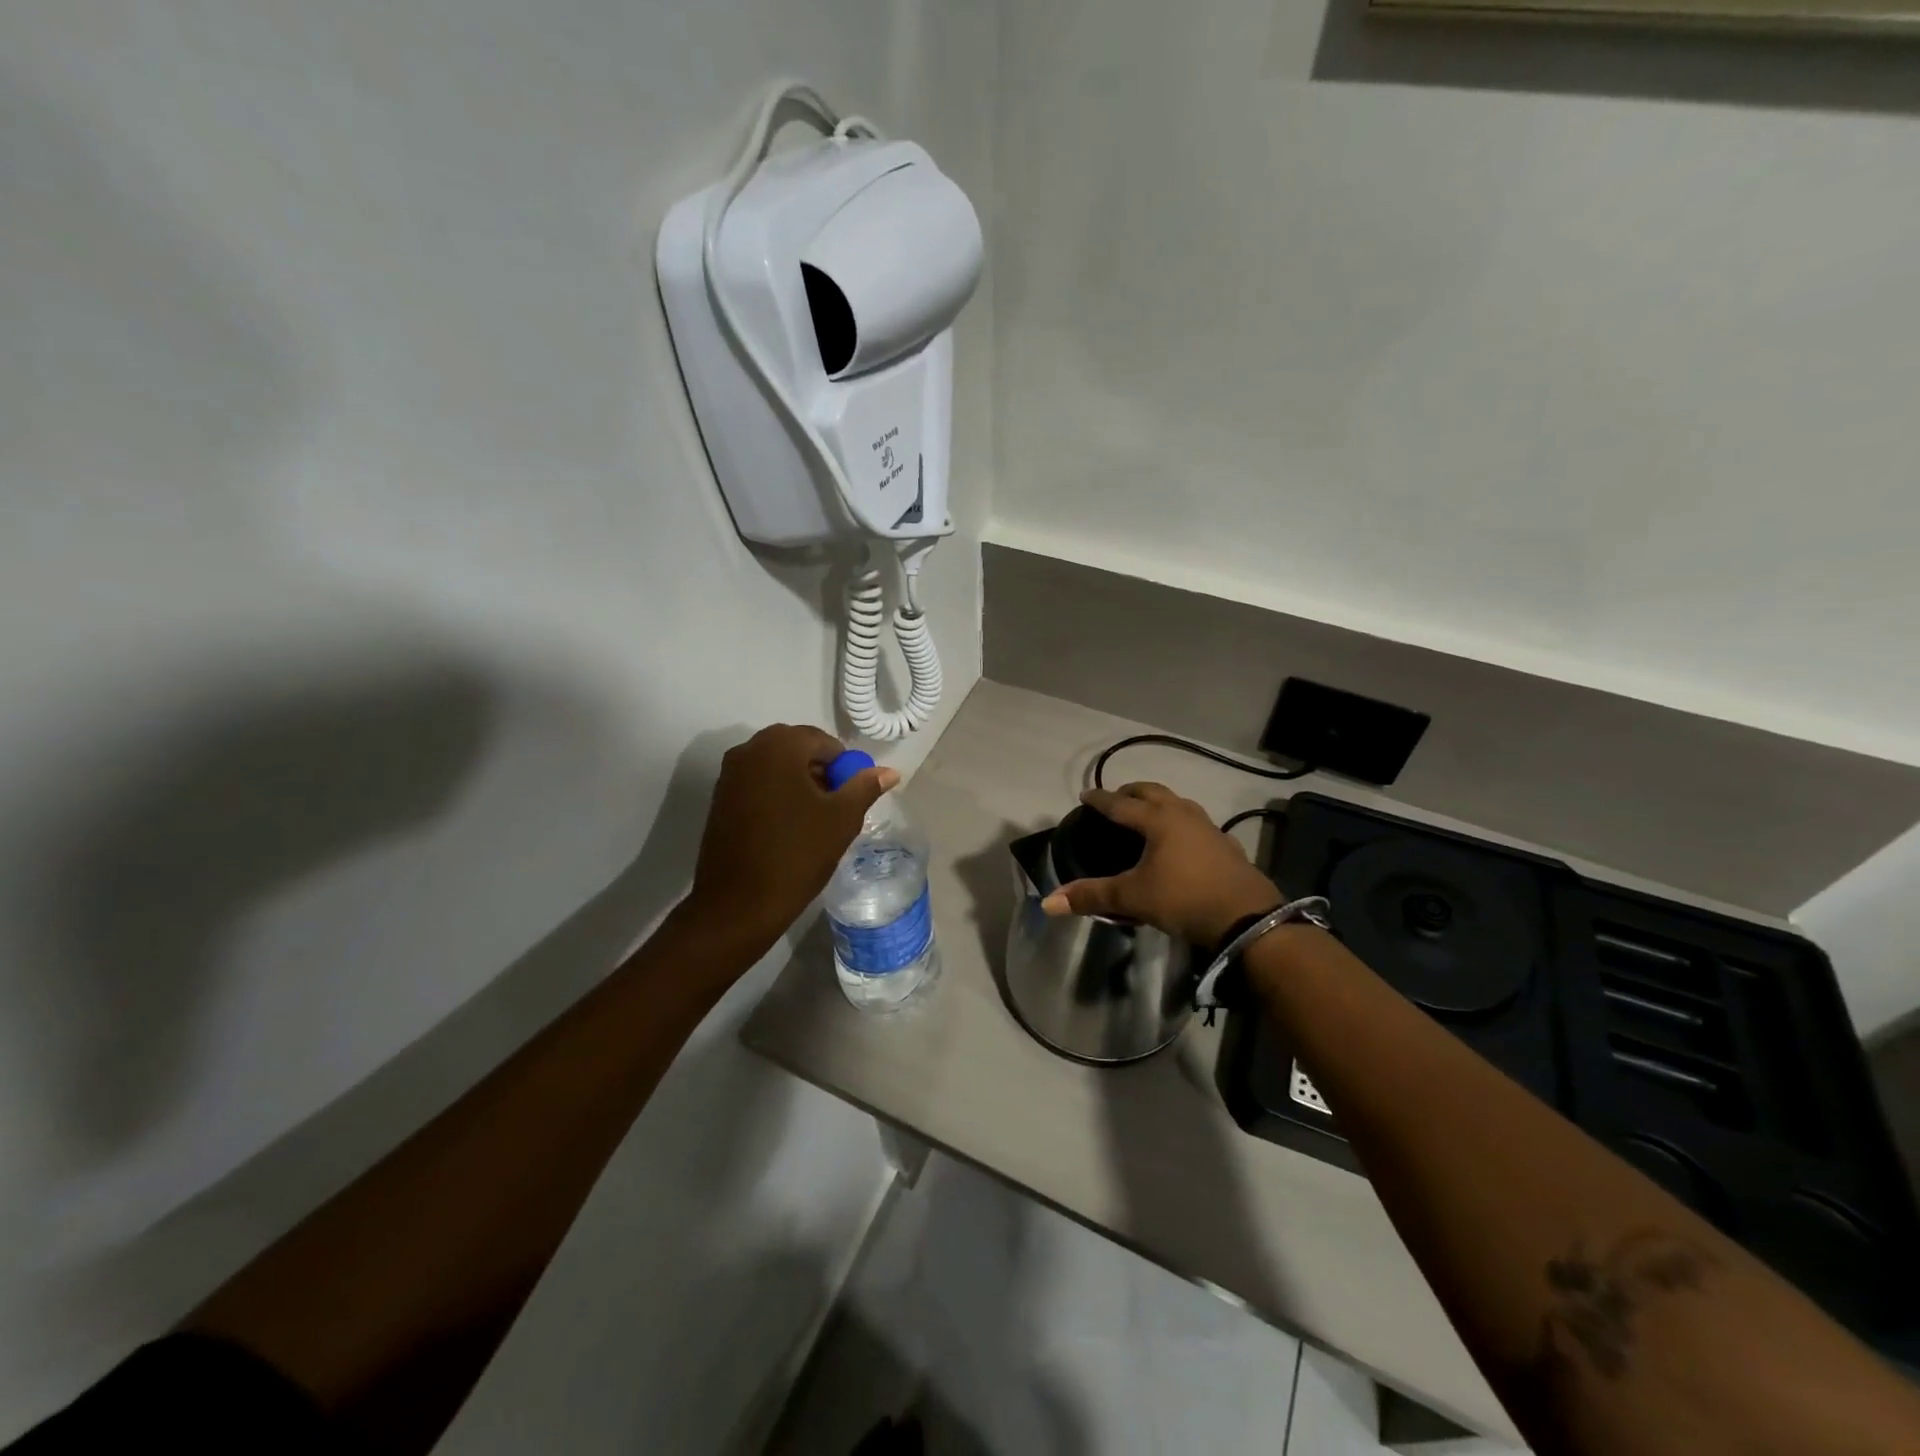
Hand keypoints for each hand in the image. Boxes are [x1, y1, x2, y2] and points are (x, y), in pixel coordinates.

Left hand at [679, 724, 897, 958]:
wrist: (738, 903)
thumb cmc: (797, 854)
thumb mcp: (842, 819)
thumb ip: (865, 787)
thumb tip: (890, 771)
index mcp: (778, 748)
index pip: (821, 740)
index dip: (843, 764)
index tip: (851, 793)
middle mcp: (748, 751)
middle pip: (795, 748)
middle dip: (819, 769)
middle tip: (835, 803)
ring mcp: (729, 775)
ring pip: (774, 765)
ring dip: (798, 780)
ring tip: (815, 817)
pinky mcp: (720, 799)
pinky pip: (757, 782)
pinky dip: (776, 793)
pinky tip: (789, 825)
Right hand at [1039, 783, 1280, 945]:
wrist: (1246, 918)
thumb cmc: (1184, 899)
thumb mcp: (1133, 898)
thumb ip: (1092, 896)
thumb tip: (1048, 903)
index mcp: (1158, 820)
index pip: (1120, 803)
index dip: (1100, 799)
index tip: (1085, 795)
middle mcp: (1183, 814)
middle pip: (1153, 792)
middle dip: (1131, 792)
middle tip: (1115, 800)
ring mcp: (1209, 827)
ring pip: (1178, 803)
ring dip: (1158, 803)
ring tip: (1147, 815)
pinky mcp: (1226, 845)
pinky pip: (1196, 823)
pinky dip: (1180, 823)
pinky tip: (1180, 842)